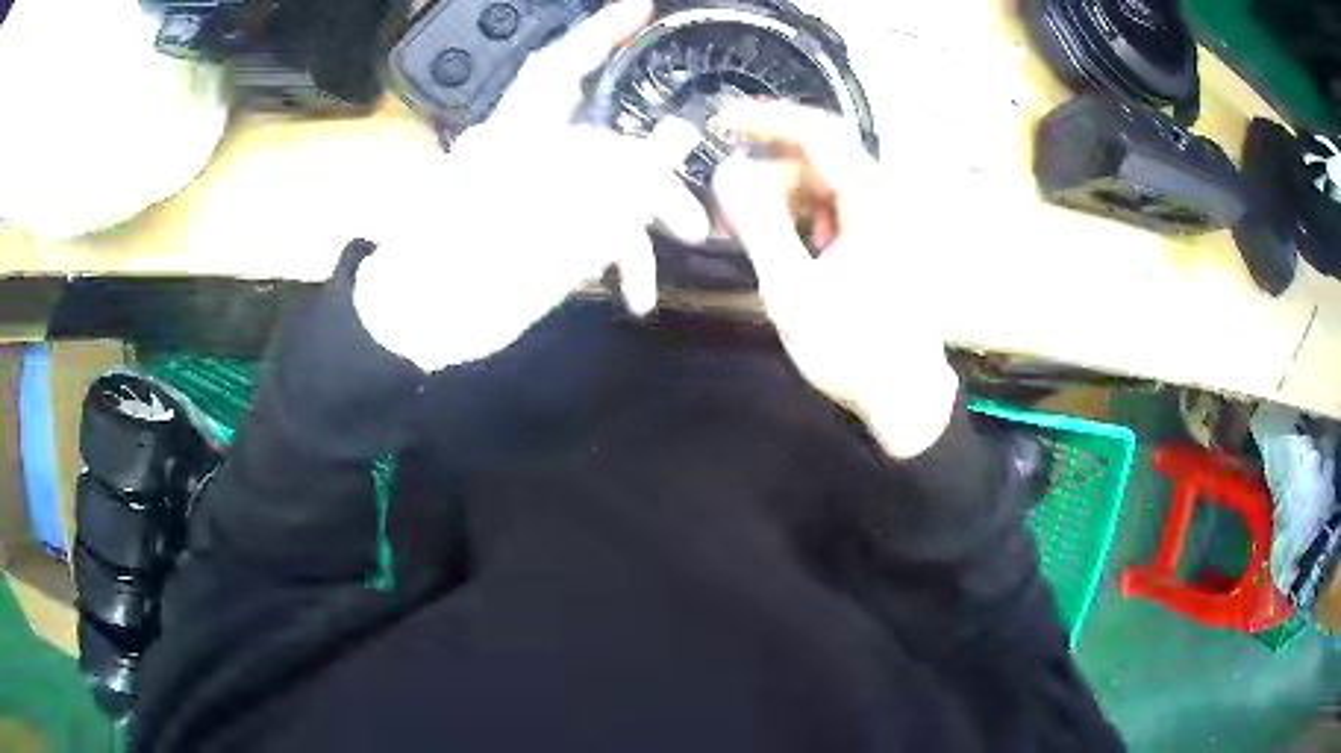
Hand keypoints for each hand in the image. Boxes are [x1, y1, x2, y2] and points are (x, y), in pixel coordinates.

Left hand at [355, 0, 705, 371]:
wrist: (428, 322)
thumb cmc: (478, 260)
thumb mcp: (561, 214)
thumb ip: (627, 173)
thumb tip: (680, 133)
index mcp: (521, 130)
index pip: (563, 63)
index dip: (602, 30)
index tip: (644, 9)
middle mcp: (530, 152)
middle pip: (606, 140)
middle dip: (655, 173)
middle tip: (695, 214)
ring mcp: (533, 194)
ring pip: (604, 187)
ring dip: (644, 220)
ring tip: (673, 256)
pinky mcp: (534, 230)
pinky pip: (586, 228)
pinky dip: (617, 255)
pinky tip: (635, 293)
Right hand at [712, 101, 958, 457]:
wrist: (905, 399)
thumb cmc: (853, 349)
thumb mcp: (793, 289)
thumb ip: (757, 223)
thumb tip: (725, 170)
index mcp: (875, 201)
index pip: (818, 133)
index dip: (767, 119)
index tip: (723, 121)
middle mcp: (888, 199)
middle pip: (818, 161)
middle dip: (767, 174)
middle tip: (727, 208)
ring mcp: (889, 221)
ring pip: (824, 186)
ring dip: (783, 200)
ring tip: (748, 234)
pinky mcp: (885, 241)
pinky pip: (836, 211)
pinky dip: (804, 220)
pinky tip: (787, 250)